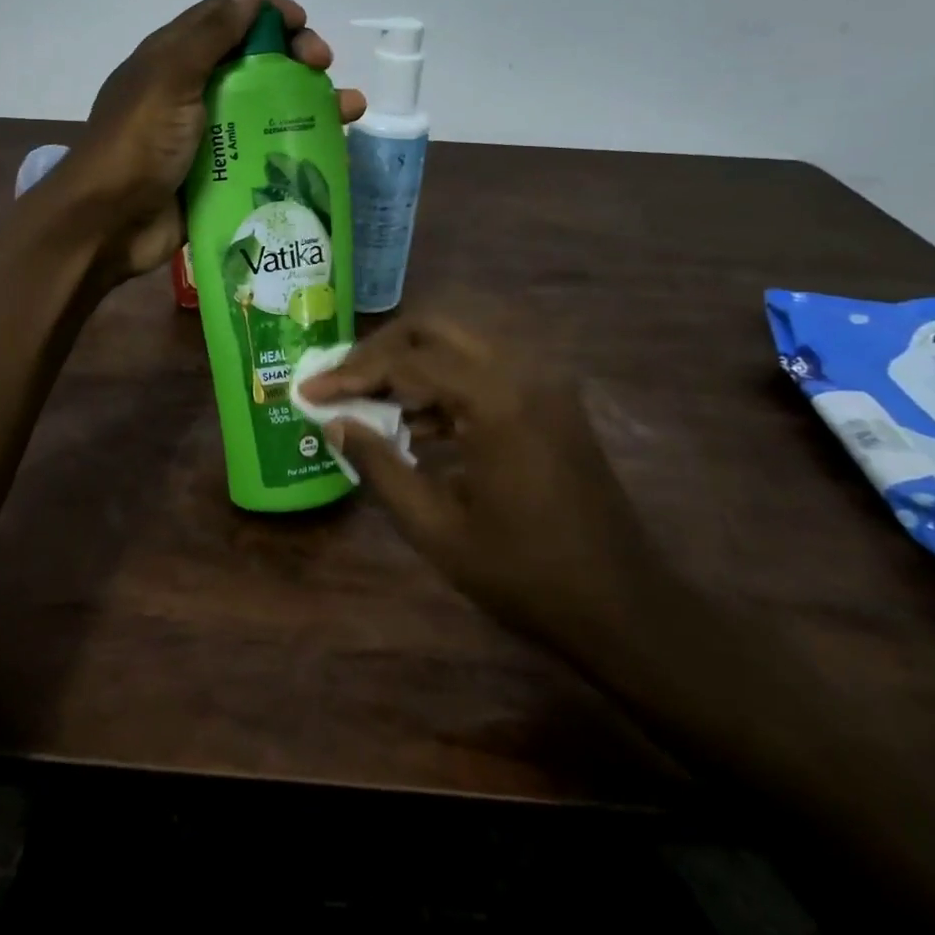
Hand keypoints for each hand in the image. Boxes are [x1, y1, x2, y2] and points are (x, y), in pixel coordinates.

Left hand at [58, 0, 365, 280]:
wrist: (108, 225)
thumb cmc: (137, 144)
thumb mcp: (171, 78)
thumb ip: (211, 34)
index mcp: (177, 58)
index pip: (230, 19)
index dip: (270, 14)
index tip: (302, 27)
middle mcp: (196, 90)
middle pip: (257, 62)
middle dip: (296, 58)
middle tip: (322, 69)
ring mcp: (212, 135)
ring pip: (269, 109)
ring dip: (309, 103)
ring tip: (349, 111)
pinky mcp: (224, 174)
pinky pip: (267, 153)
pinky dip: (299, 148)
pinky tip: (333, 150)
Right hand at [297, 305, 674, 657]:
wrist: (624, 606)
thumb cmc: (525, 574)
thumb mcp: (436, 528)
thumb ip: (379, 465)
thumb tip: (335, 422)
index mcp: (495, 399)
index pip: (406, 362)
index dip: (350, 374)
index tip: (309, 390)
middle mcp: (522, 369)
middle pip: (434, 327)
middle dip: (380, 351)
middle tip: (341, 382)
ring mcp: (543, 379)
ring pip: (460, 341)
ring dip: (412, 363)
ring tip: (370, 402)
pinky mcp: (551, 396)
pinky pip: (486, 366)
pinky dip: (445, 381)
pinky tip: (417, 422)